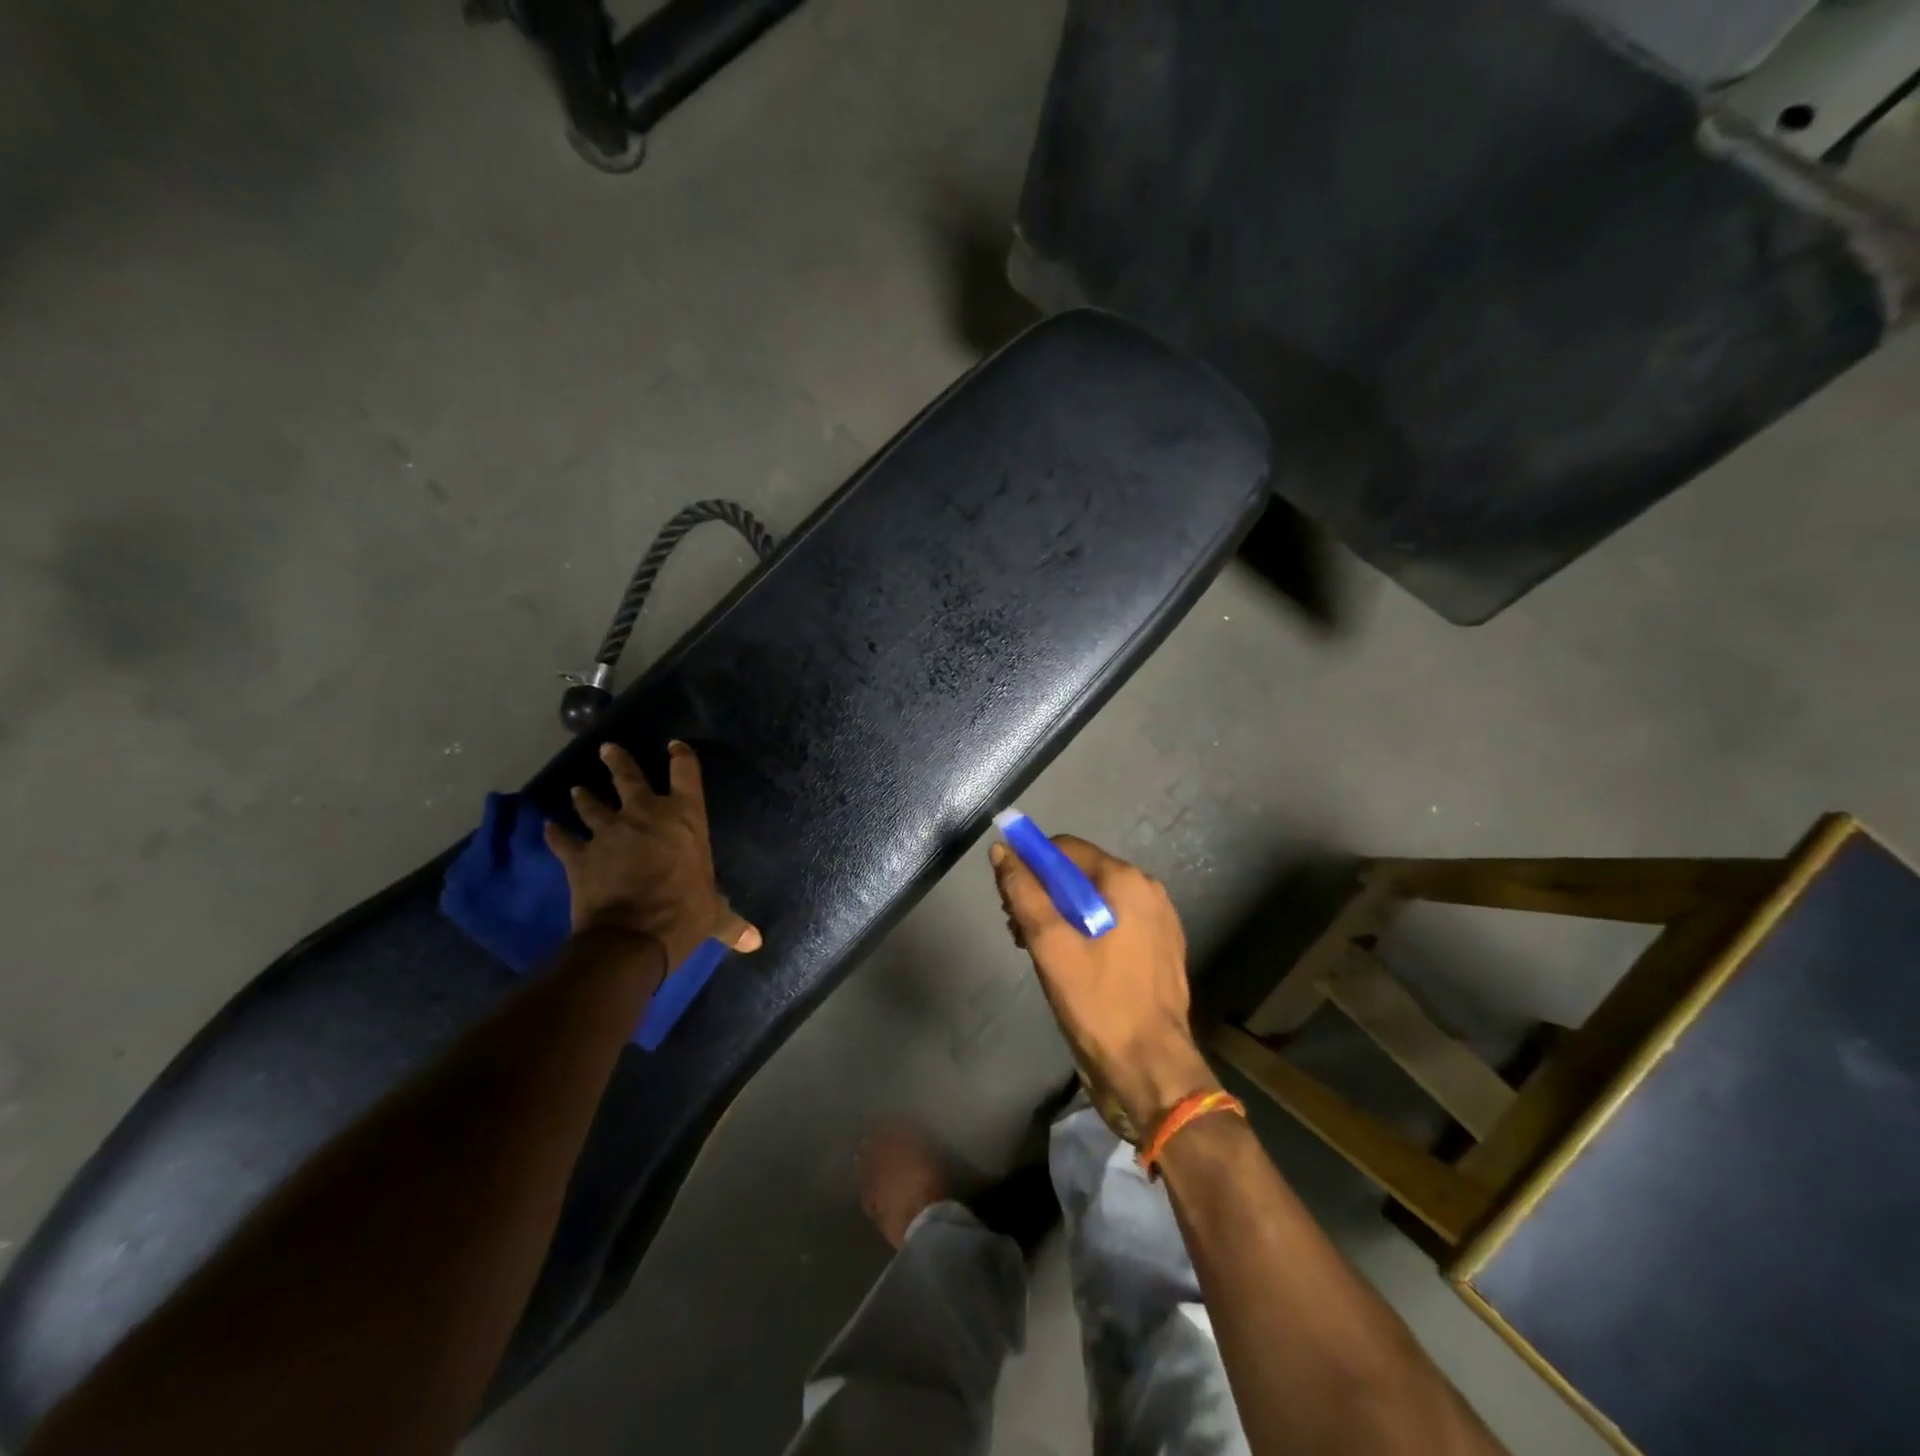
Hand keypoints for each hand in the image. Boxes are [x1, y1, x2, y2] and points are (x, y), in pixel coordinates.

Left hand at [545, 741, 761, 973]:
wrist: (632, 937)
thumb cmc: (684, 914)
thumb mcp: (714, 916)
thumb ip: (732, 922)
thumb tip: (755, 942)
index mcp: (685, 818)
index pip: (685, 773)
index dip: (681, 757)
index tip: (675, 747)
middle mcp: (645, 815)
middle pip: (628, 777)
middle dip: (617, 761)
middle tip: (607, 749)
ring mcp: (608, 832)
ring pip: (591, 804)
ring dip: (584, 797)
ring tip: (577, 789)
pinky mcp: (579, 856)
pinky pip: (563, 840)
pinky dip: (556, 834)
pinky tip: (550, 828)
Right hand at [990, 835, 1217, 1137]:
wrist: (1151, 1070)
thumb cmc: (1098, 1003)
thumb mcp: (1050, 945)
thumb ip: (1024, 892)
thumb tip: (1002, 850)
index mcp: (1126, 880)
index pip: (1064, 849)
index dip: (1030, 865)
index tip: (1008, 898)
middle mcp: (1148, 890)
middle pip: (1080, 873)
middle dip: (1044, 894)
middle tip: (1019, 932)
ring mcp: (1159, 920)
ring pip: (1096, 901)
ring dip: (1062, 916)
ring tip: (1040, 953)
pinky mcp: (1160, 948)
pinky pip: (1114, 924)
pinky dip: (1087, 933)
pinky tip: (1072, 965)